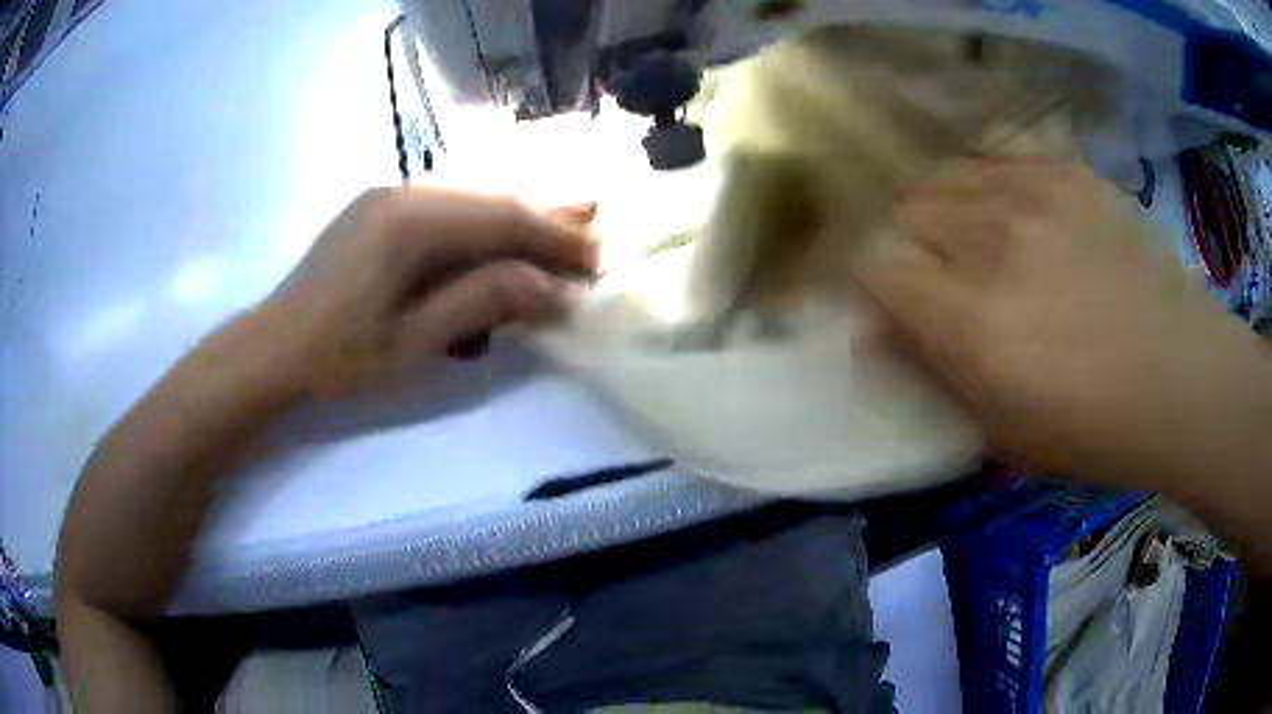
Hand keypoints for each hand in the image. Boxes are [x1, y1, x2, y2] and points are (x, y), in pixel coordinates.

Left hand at [258, 186, 597, 397]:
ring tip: (564, 217)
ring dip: (516, 212)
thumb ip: (484, 302)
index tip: (598, 260)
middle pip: (491, 196)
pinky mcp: (378, 213)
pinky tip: (501, 231)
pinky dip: (481, 222)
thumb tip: (553, 288)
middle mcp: (403, 193)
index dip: (555, 238)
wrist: (270, 351)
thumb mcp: (415, 341)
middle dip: (545, 214)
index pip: (503, 218)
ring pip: (469, 197)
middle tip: (595, 221)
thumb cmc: (338, 357)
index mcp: (411, 221)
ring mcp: (387, 198)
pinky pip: (444, 207)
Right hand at [856, 158, 1261, 485]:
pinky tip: (1016, 216)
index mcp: (971, 320)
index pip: (873, 265)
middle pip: (903, 207)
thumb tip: (875, 330)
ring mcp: (1033, 192)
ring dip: (944, 208)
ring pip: (945, 173)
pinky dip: (988, 184)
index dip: (871, 283)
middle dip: (905, 241)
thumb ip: (932, 373)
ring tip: (976, 240)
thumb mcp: (1001, 432)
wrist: (1181, 376)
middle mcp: (992, 240)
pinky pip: (997, 159)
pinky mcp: (1067, 171)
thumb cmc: (1094, 429)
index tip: (890, 307)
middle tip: (937, 276)